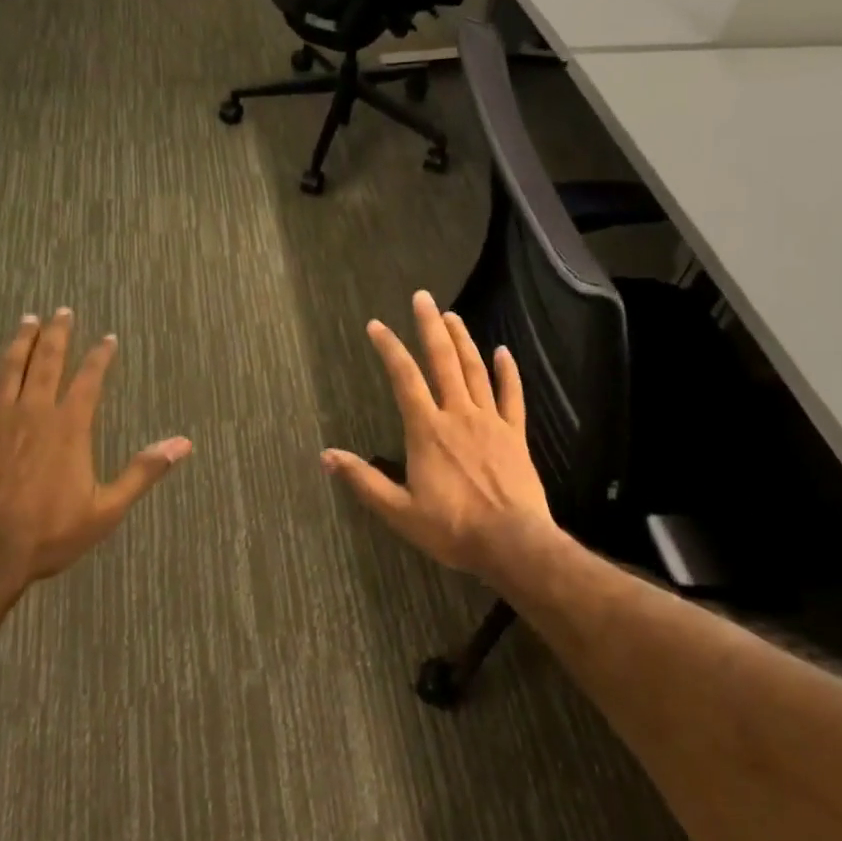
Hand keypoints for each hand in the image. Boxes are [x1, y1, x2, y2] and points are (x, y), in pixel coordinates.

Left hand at [0, 309, 191, 599]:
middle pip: (47, 362)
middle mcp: (34, 411)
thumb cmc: (50, 533)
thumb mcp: (107, 509)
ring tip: (28, 320)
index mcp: (69, 426)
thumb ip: (143, 471)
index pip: (89, 379)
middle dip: (57, 334)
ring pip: (9, 369)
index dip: (100, 356)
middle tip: (62, 311)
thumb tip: (183, 443)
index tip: (107, 338)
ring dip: (20, 342)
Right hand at [322, 290, 556, 579]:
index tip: (376, 325)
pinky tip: (503, 351)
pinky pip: (512, 396)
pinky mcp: (515, 434)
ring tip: (452, 315)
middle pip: (443, 361)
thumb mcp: (399, 511)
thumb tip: (326, 456)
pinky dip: (507, 372)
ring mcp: (490, 421)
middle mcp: (458, 414)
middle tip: (423, 297)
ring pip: (475, 371)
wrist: (512, 543)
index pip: (404, 378)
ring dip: (462, 340)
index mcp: (427, 430)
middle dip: (430, 327)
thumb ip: (364, 480)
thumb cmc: (452, 528)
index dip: (390, 348)